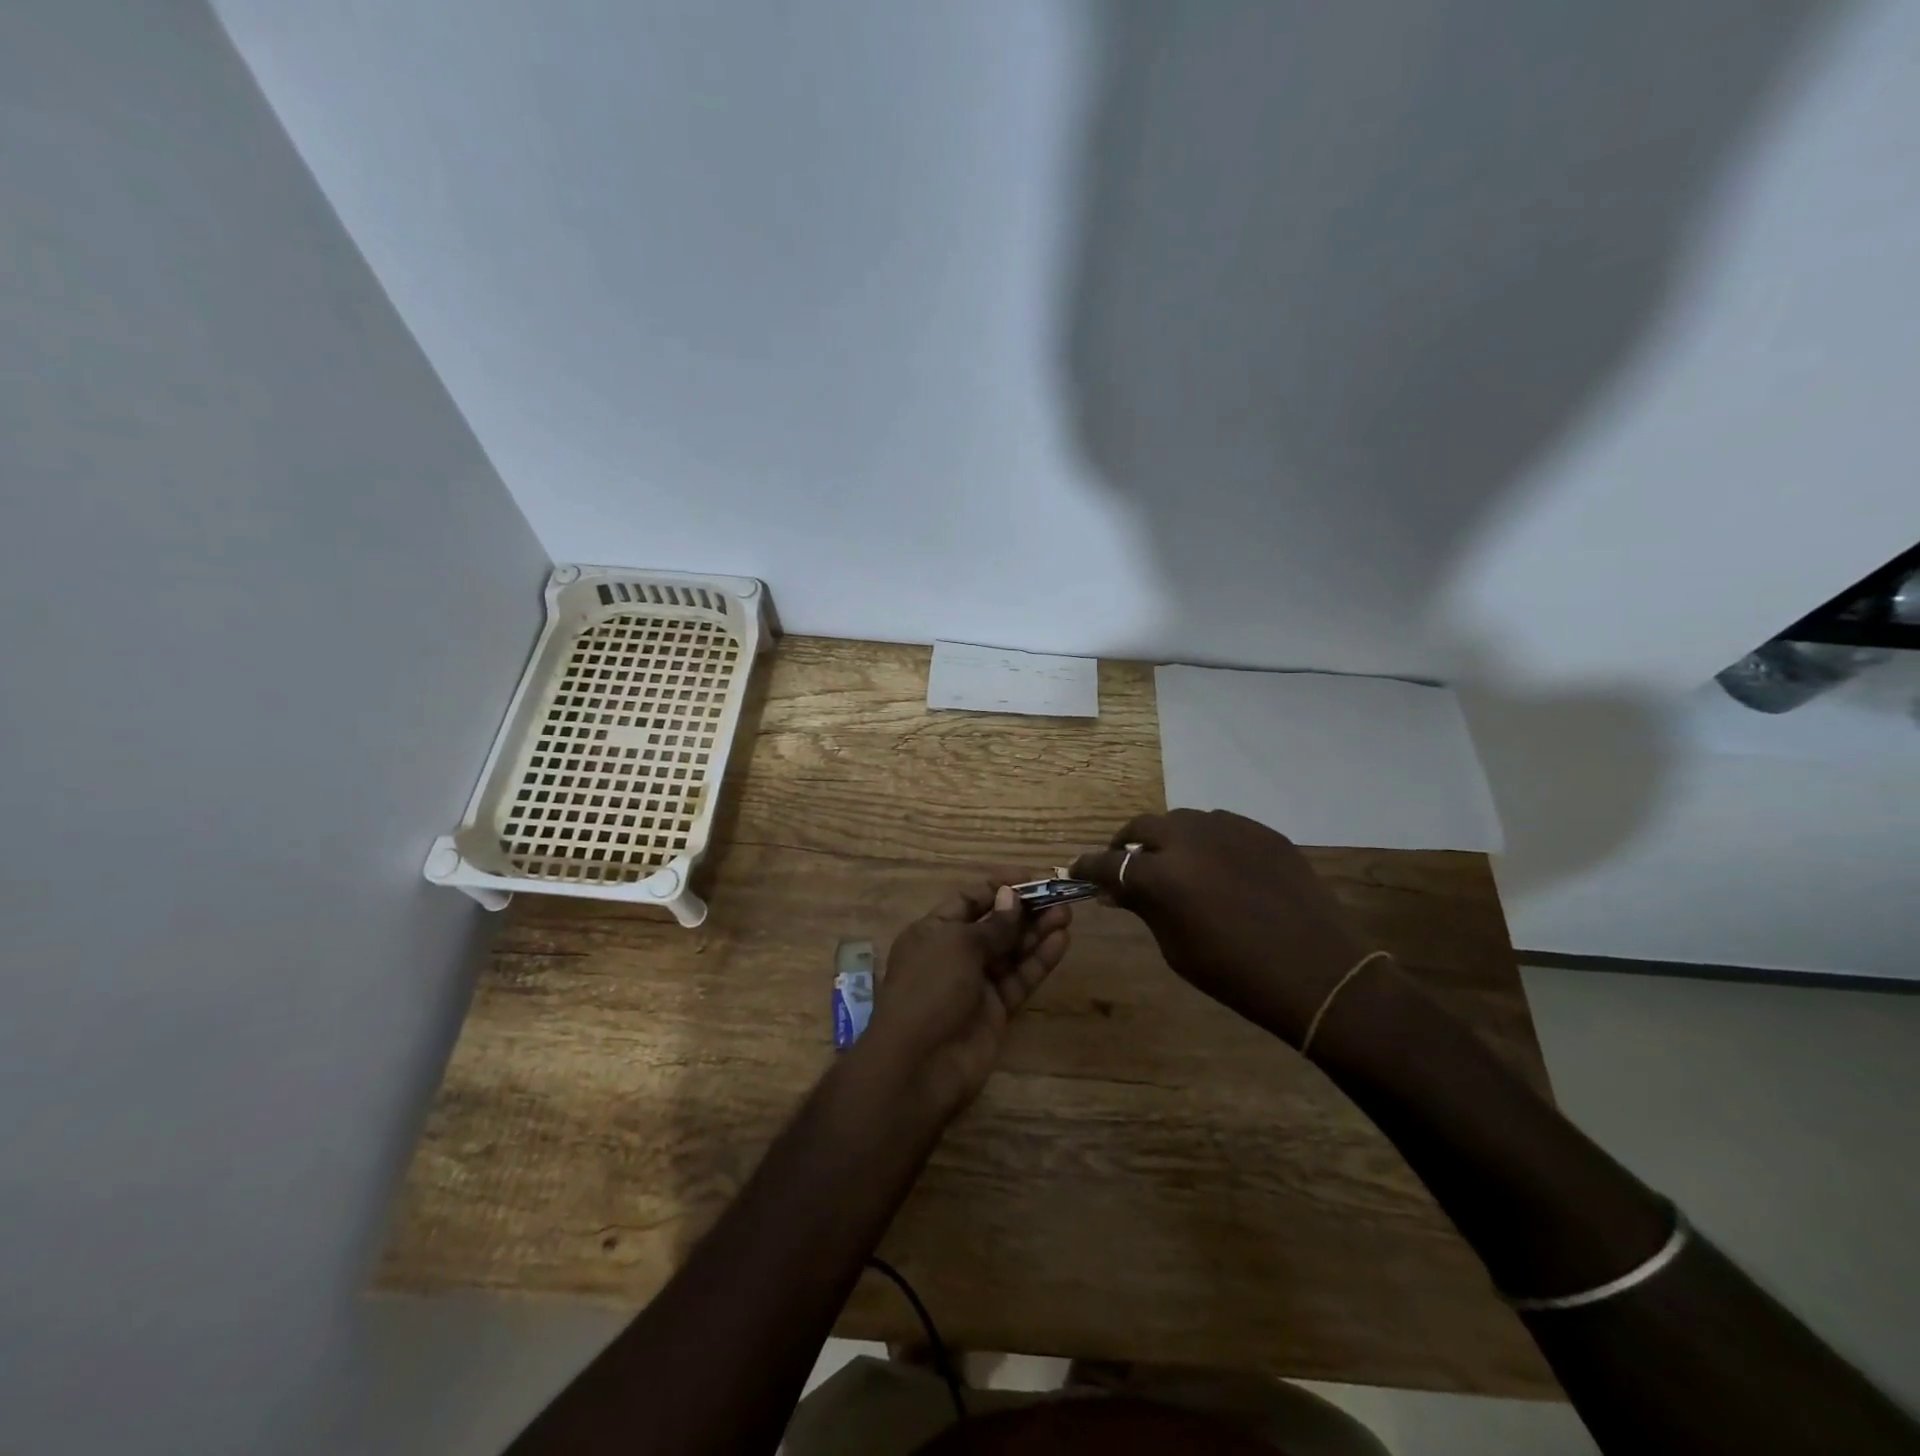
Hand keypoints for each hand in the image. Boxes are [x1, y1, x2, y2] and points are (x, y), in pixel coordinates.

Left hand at [862, 880, 1071, 1116]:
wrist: (919, 1065)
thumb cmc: (929, 990)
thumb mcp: (957, 945)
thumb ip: (992, 925)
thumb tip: (1011, 897)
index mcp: (933, 931)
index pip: (969, 899)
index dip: (999, 887)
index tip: (1033, 878)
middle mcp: (954, 953)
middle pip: (995, 924)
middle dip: (1024, 910)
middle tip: (1059, 897)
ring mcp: (976, 983)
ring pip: (1011, 950)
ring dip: (1037, 931)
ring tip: (1066, 915)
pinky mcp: (996, 1009)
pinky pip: (1020, 978)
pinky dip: (1039, 960)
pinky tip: (1061, 942)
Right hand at [1073, 809, 1370, 1045]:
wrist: (1318, 973)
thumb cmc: (1236, 974)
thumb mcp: (1176, 948)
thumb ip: (1144, 909)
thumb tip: (1118, 890)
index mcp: (1161, 875)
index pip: (1108, 863)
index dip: (1088, 867)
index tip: (1077, 870)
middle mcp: (1189, 840)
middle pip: (1142, 828)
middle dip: (1125, 844)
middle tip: (1124, 864)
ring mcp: (1228, 829)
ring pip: (1182, 821)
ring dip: (1167, 839)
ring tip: (1173, 862)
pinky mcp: (1261, 831)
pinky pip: (1220, 826)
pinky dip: (1205, 841)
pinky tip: (1216, 865)